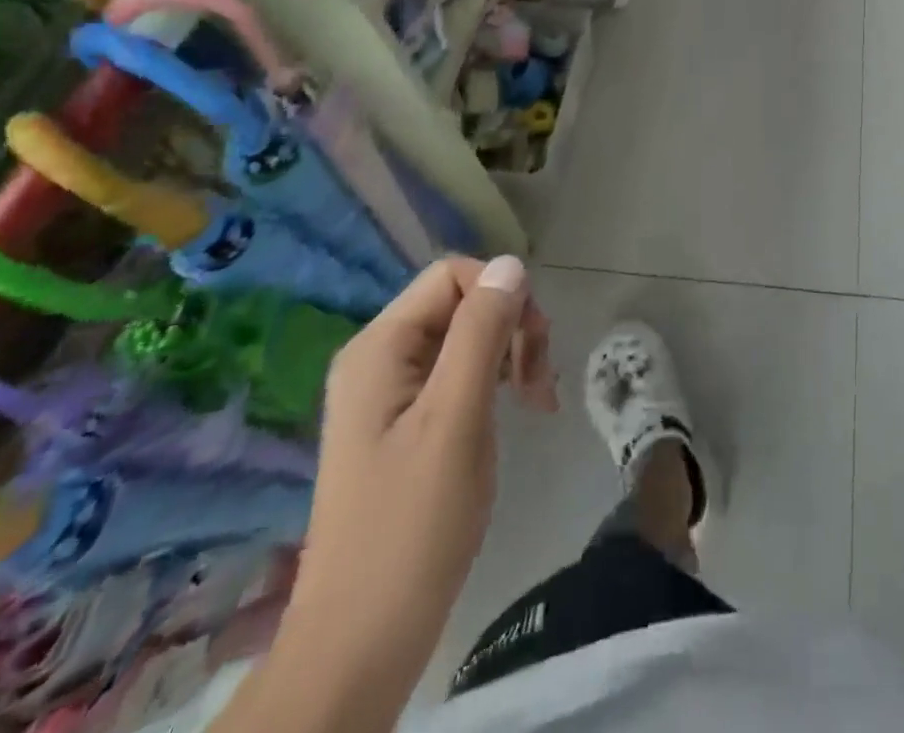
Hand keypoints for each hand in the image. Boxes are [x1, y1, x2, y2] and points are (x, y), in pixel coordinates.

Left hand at [282, 256, 558, 712]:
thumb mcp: (455, 417)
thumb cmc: (412, 524)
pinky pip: (459, 373)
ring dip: (511, 355)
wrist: (362, 640)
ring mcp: (391, 392)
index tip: (535, 343)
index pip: (452, 275)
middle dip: (511, 327)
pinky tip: (519, 409)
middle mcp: (380, 357)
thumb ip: (481, 332)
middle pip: (461, 303)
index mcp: (379, 347)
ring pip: (467, 337)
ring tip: (538, 399)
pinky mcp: (406, 422)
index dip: (501, 294)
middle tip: (541, 380)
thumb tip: (510, 263)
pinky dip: (497, 381)